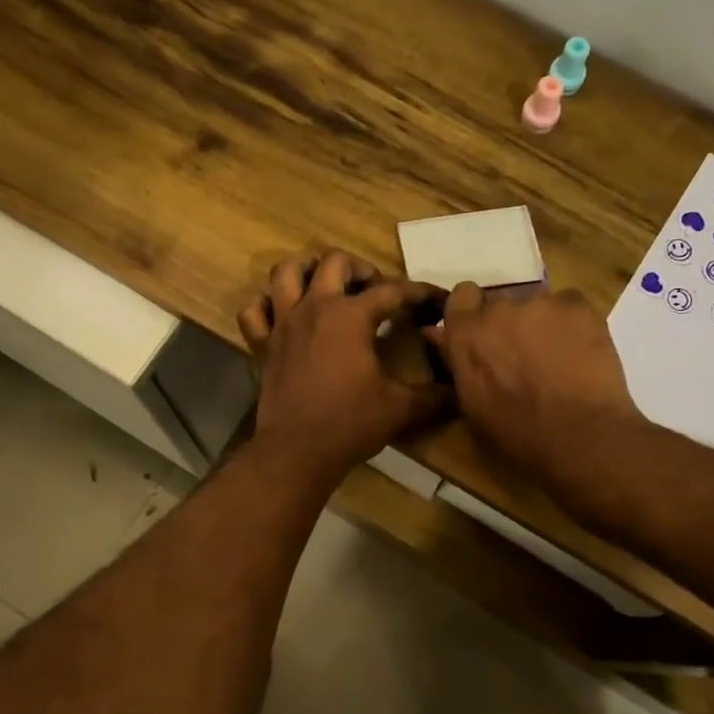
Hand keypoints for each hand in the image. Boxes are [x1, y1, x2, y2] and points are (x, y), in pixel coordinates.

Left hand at [238, 250, 446, 482]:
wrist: (297, 451)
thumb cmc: (350, 424)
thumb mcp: (400, 409)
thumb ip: (433, 396)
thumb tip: (459, 391)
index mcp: (350, 316)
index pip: (392, 292)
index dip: (419, 293)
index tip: (435, 300)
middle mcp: (314, 308)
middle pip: (334, 262)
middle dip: (359, 268)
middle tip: (372, 288)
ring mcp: (283, 324)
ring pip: (285, 274)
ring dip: (306, 271)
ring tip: (323, 285)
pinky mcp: (262, 346)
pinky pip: (254, 312)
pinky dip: (265, 306)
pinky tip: (280, 315)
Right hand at [429, 282, 644, 496]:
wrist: (579, 433)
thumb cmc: (517, 430)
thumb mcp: (472, 402)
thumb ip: (455, 360)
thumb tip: (435, 333)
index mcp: (466, 333)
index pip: (462, 295)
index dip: (473, 311)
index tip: (483, 333)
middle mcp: (499, 308)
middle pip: (501, 303)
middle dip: (509, 324)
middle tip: (523, 356)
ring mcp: (540, 303)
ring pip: (537, 305)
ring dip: (541, 324)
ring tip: (558, 358)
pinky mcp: (578, 305)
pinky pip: (570, 306)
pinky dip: (572, 323)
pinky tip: (580, 352)